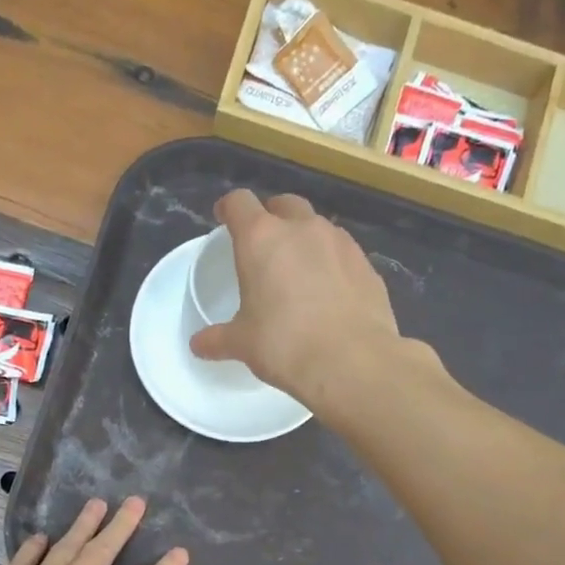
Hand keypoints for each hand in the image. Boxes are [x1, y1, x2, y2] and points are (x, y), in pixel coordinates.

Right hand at [189, 189, 401, 404]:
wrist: (352, 361)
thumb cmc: (284, 345)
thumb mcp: (242, 344)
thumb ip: (218, 339)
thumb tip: (198, 345)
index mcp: (262, 239)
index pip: (240, 203)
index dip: (229, 208)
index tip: (224, 219)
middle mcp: (302, 229)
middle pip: (283, 205)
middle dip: (271, 217)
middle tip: (265, 245)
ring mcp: (340, 243)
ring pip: (317, 226)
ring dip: (304, 239)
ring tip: (299, 270)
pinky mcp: (366, 264)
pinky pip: (342, 253)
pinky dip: (331, 262)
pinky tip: (329, 292)